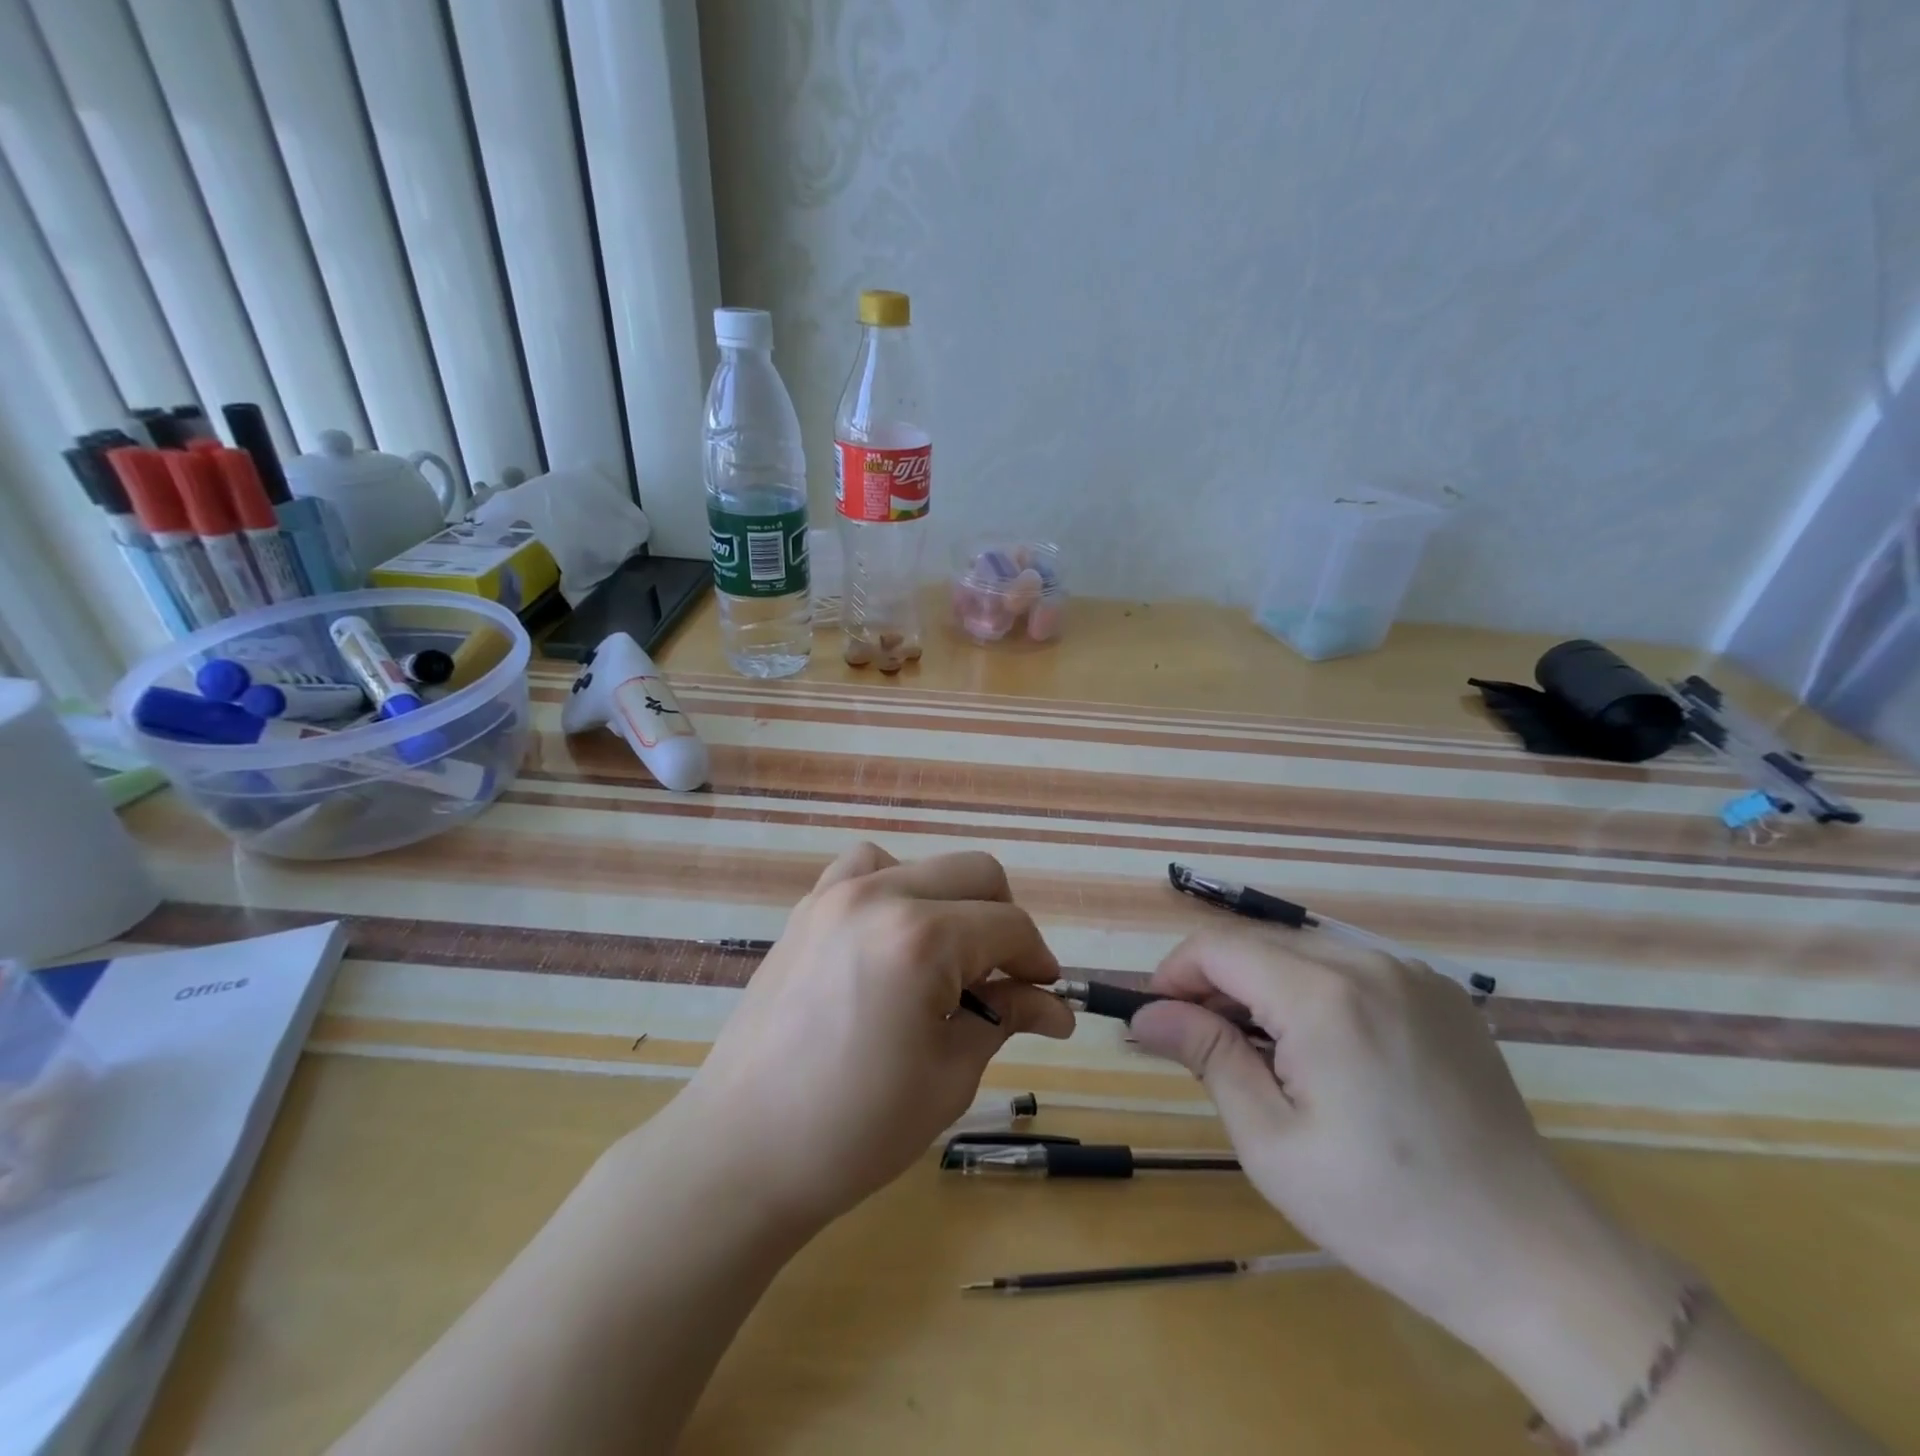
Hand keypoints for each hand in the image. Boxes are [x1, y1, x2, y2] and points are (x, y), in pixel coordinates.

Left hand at [664, 843, 1074, 1231]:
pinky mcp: (806, 910)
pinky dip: (894, 888)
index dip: (1038, 959)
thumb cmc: (856, 1129)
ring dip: (950, 900)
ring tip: (946, 958)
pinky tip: (891, 938)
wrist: (743, 1150)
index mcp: (922, 938)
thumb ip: (1005, 1018)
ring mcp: (834, 895)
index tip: (1046, 997)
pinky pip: (863, 870)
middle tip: (1005, 981)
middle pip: (975, 873)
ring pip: (921, 864)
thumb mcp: (949, 1075)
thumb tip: (1055, 1008)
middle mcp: (879, 896)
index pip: (1008, 925)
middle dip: (1004, 922)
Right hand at [1129, 928, 1634, 1356]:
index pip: (1216, 947)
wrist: (1531, 1257)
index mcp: (1322, 996)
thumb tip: (1146, 1014)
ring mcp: (1409, 972)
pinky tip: (1322, 1048)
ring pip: (1300, 950)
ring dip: (1261, 985)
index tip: (1158, 1020)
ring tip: (1261, 1051)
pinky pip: (1348, 966)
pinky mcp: (1437, 991)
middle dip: (1213, 983)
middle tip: (1202, 1045)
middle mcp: (1366, 962)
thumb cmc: (1384, 1210)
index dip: (1173, 974)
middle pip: (1256, 943)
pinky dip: (1311, 990)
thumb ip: (1207, 1056)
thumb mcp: (1271, 1142)